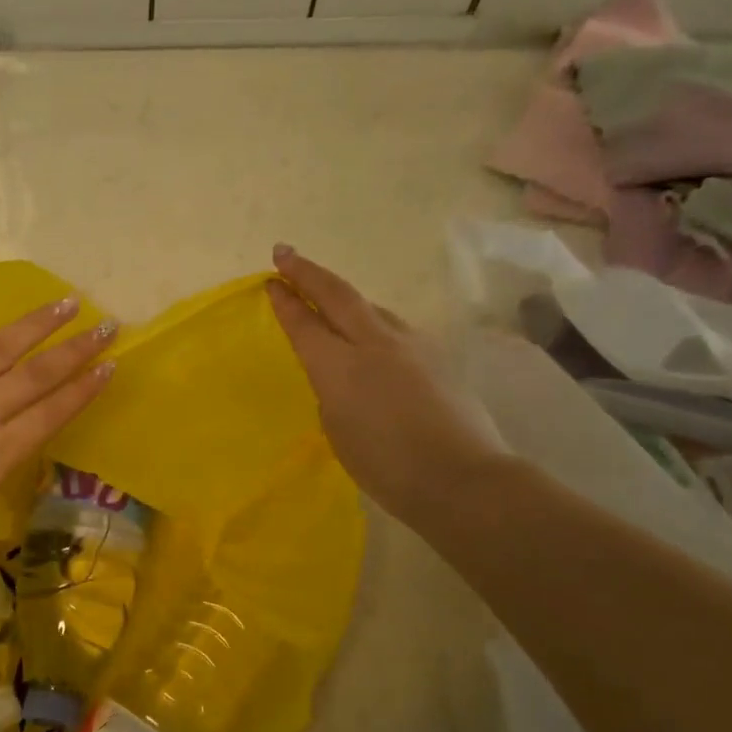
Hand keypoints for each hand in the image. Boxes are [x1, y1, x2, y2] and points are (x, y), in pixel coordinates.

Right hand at [267, 244, 503, 522]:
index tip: (271, 281)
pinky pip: (394, 327)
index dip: (285, 301)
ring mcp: (410, 344)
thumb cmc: (385, 466)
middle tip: (285, 253)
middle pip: (337, 294)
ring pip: (370, 307)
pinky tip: (373, 337)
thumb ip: (332, 392)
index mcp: (340, 366)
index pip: (304, 324)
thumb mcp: (338, 430)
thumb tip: (342, 373)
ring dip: (343, 297)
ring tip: (328, 297)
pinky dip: (373, 322)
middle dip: (307, 272)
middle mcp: (374, 343)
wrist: (459, 477)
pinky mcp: (436, 354)